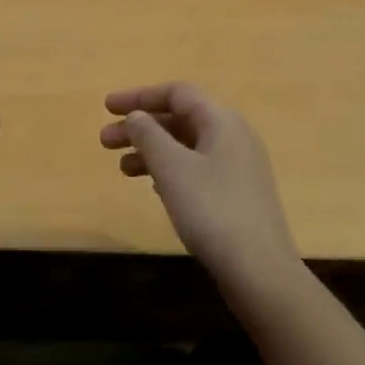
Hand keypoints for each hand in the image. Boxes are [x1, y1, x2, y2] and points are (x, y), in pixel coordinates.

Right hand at [101, 82, 303, 305]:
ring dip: (151, 151)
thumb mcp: (172, 168)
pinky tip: (152, 187)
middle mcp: (233, 137)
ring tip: (121, 168)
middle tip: (105, 141)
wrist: (260, 272)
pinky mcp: (236, 194)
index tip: (107, 107)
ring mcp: (237, 167)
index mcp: (222, 121)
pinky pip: (195, 168)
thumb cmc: (212, 210)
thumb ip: (149, 135)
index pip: (177, 93)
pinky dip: (169, 170)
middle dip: (140, 126)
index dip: (140, 96)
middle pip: (180, 119)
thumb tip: (137, 116)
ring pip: (185, 146)